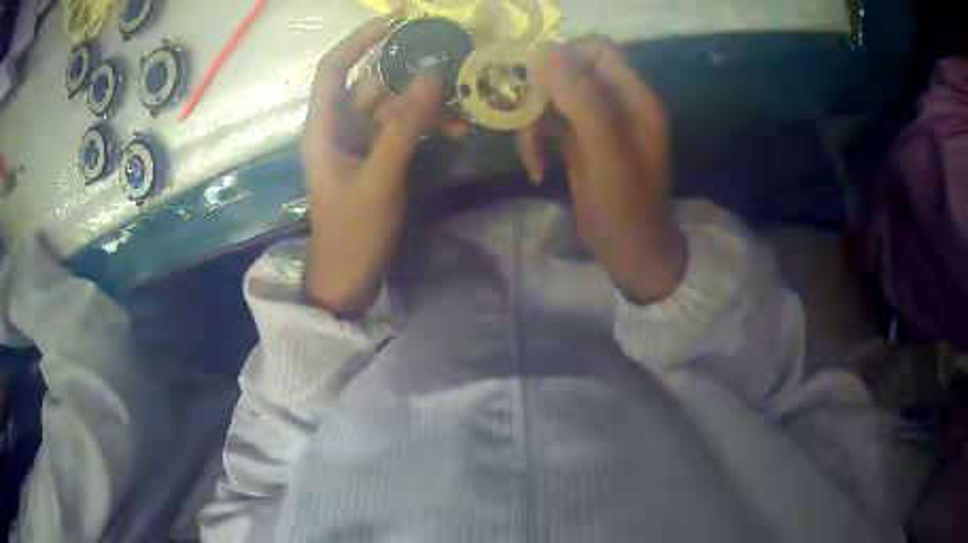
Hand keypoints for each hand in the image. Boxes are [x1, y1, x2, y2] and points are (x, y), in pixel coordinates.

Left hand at [302, 18, 442, 316]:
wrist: (348, 277)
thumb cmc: (354, 232)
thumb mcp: (380, 178)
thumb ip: (405, 126)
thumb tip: (432, 75)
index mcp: (324, 128)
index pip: (334, 69)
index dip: (359, 41)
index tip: (394, 23)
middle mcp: (340, 127)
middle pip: (372, 83)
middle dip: (409, 72)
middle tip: (450, 59)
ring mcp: (360, 142)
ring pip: (393, 105)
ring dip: (426, 103)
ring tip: (462, 104)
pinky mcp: (377, 157)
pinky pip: (402, 128)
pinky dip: (425, 125)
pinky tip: (455, 130)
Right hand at [521, 36, 686, 303]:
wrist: (630, 251)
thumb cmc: (626, 206)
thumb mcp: (606, 151)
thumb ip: (583, 99)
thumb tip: (546, 56)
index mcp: (634, 97)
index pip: (596, 49)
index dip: (564, 57)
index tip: (537, 84)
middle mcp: (617, 102)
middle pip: (569, 69)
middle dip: (541, 91)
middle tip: (523, 119)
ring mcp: (598, 121)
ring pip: (554, 96)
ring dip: (533, 119)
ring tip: (530, 153)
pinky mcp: (581, 141)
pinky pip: (550, 122)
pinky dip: (536, 139)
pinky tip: (535, 166)